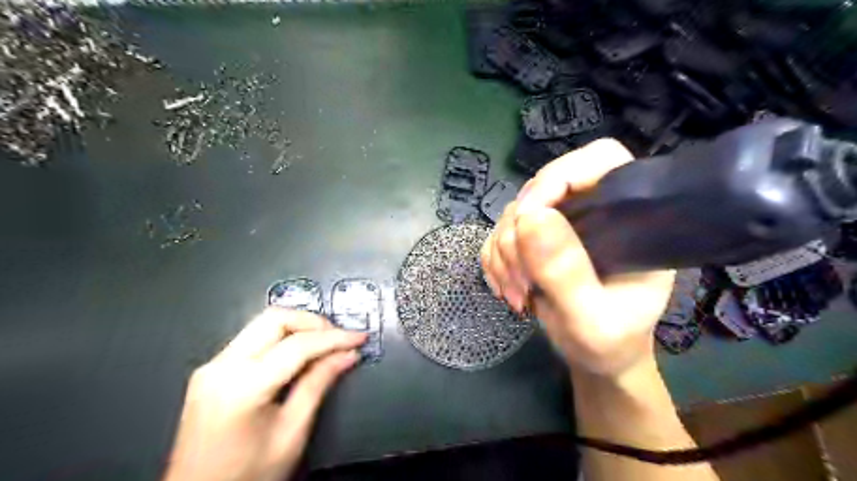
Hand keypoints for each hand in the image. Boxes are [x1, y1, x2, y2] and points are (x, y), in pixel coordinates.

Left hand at [164, 309, 366, 480]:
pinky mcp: (211, 371)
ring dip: (298, 327)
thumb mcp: (292, 433)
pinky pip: (252, 339)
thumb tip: (348, 354)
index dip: (334, 338)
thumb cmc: (248, 476)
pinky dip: (282, 339)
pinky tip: (300, 353)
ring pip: (263, 324)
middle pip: (275, 319)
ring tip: (325, 344)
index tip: (360, 337)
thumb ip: (318, 384)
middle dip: (313, 322)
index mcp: (241, 387)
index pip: (297, 345)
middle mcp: (220, 367)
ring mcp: (211, 367)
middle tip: (340, 338)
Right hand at [481, 139, 675, 378]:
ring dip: (503, 254)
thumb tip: (530, 218)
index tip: (528, 217)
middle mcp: (593, 211)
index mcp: (628, 217)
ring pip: (513, 213)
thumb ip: (567, 273)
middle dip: (519, 235)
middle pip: (541, 188)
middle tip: (522, 281)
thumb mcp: (592, 319)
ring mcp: (561, 224)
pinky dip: (495, 261)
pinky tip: (507, 288)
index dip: (558, 177)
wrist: (596, 358)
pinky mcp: (535, 239)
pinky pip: (499, 233)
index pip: (599, 160)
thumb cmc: (610, 342)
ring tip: (517, 294)